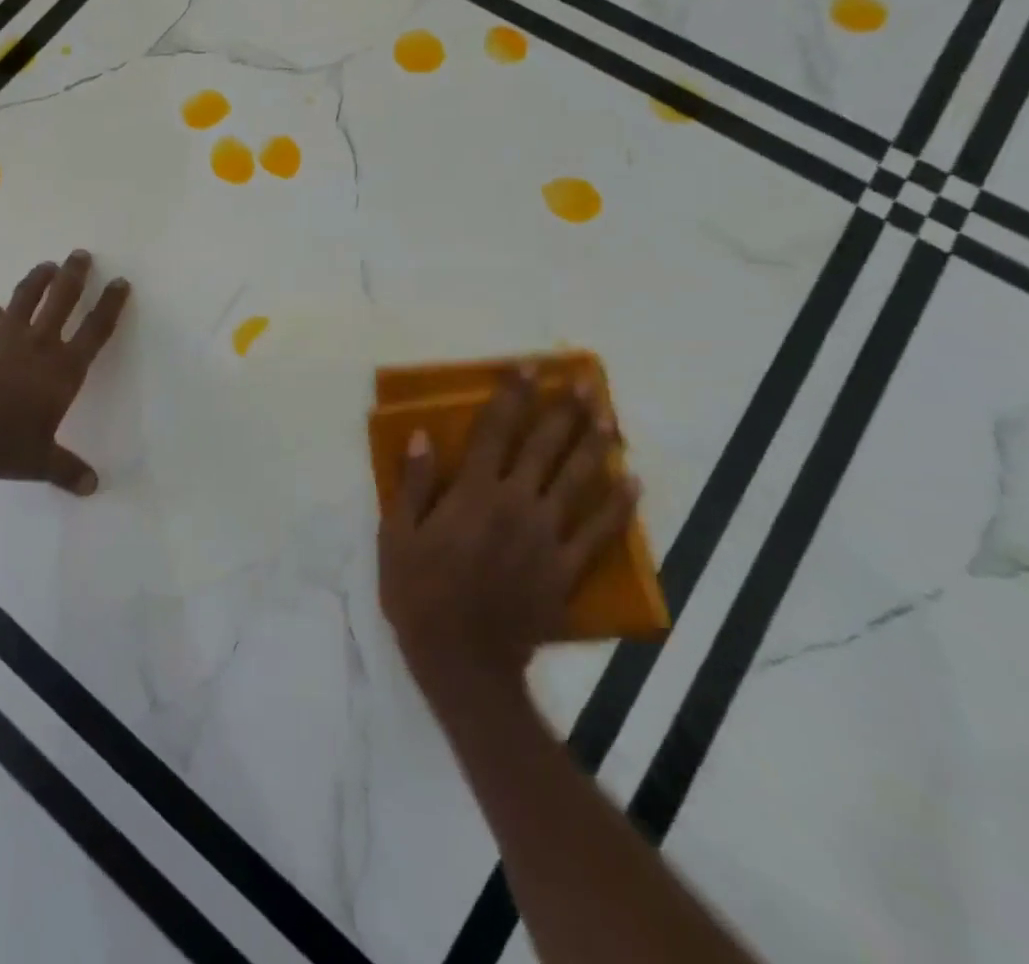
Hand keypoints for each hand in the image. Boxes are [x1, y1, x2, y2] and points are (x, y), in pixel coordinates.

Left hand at [0, 250, 130, 494]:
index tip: (120, 282)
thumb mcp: (40, 462)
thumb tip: (92, 487)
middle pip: (63, 299)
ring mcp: (2, 335)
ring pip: (26, 296)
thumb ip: (68, 470)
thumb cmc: (2, 446)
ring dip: (38, 278)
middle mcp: (38, 343)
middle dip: (75, 274)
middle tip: (81, 254)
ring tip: (47, 265)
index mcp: (63, 369)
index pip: (96, 330)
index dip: (111, 304)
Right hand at [378, 370, 636, 719]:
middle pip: (544, 448)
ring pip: (577, 481)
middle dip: (564, 411)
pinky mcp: (565, 569)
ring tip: (611, 417)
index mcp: (473, 493)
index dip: (511, 396)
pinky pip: (598, 532)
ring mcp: (546, 537)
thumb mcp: (397, 535)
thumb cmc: (418, 592)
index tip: (527, 367)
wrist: (462, 661)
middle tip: (585, 382)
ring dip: (595, 445)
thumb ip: (414, 484)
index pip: (495, 431)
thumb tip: (422, 436)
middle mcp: (515, 504)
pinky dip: (617, 506)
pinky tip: (631, 481)